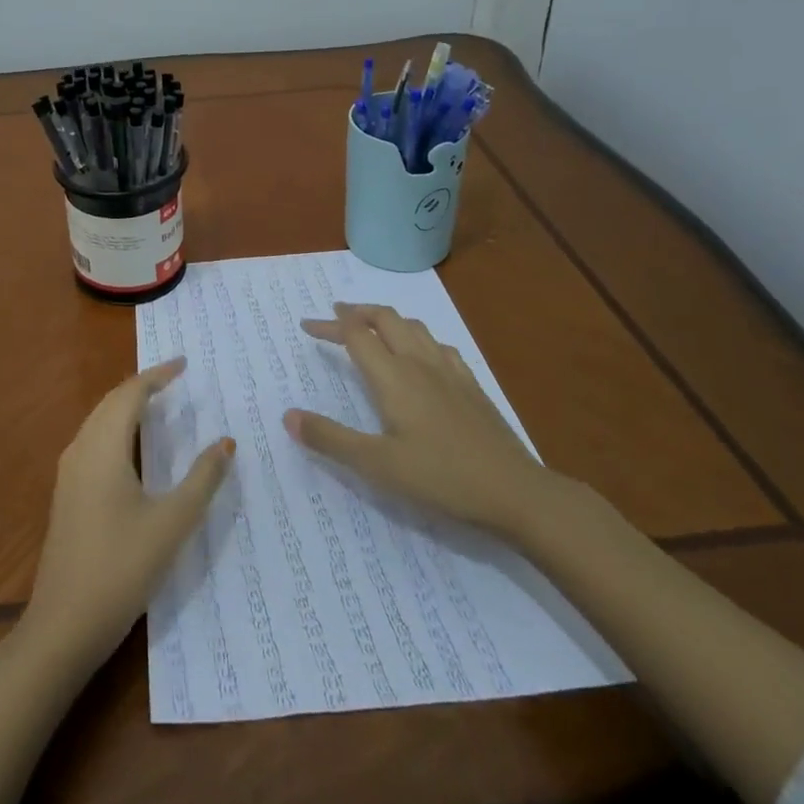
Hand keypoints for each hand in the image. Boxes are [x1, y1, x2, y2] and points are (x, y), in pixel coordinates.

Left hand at [21, 358, 234, 672]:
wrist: (62, 626)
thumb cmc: (121, 568)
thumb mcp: (172, 523)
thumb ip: (202, 480)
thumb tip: (226, 443)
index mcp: (103, 447)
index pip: (130, 393)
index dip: (158, 375)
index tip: (184, 363)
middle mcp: (81, 450)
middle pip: (111, 402)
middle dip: (142, 385)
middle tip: (175, 379)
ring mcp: (69, 473)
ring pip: (99, 421)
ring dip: (127, 405)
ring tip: (158, 403)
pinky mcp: (67, 494)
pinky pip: (93, 440)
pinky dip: (116, 427)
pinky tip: (132, 447)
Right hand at [283, 303, 574, 539]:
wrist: (515, 491)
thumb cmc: (440, 478)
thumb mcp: (377, 465)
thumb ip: (331, 439)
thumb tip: (288, 416)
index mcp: (393, 376)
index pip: (355, 335)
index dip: (329, 325)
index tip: (307, 325)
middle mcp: (419, 363)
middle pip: (386, 318)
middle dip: (358, 312)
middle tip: (337, 315)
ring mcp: (450, 371)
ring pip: (414, 327)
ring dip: (387, 320)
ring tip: (373, 327)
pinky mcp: (471, 385)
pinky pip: (439, 344)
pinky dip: (417, 337)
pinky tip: (421, 354)